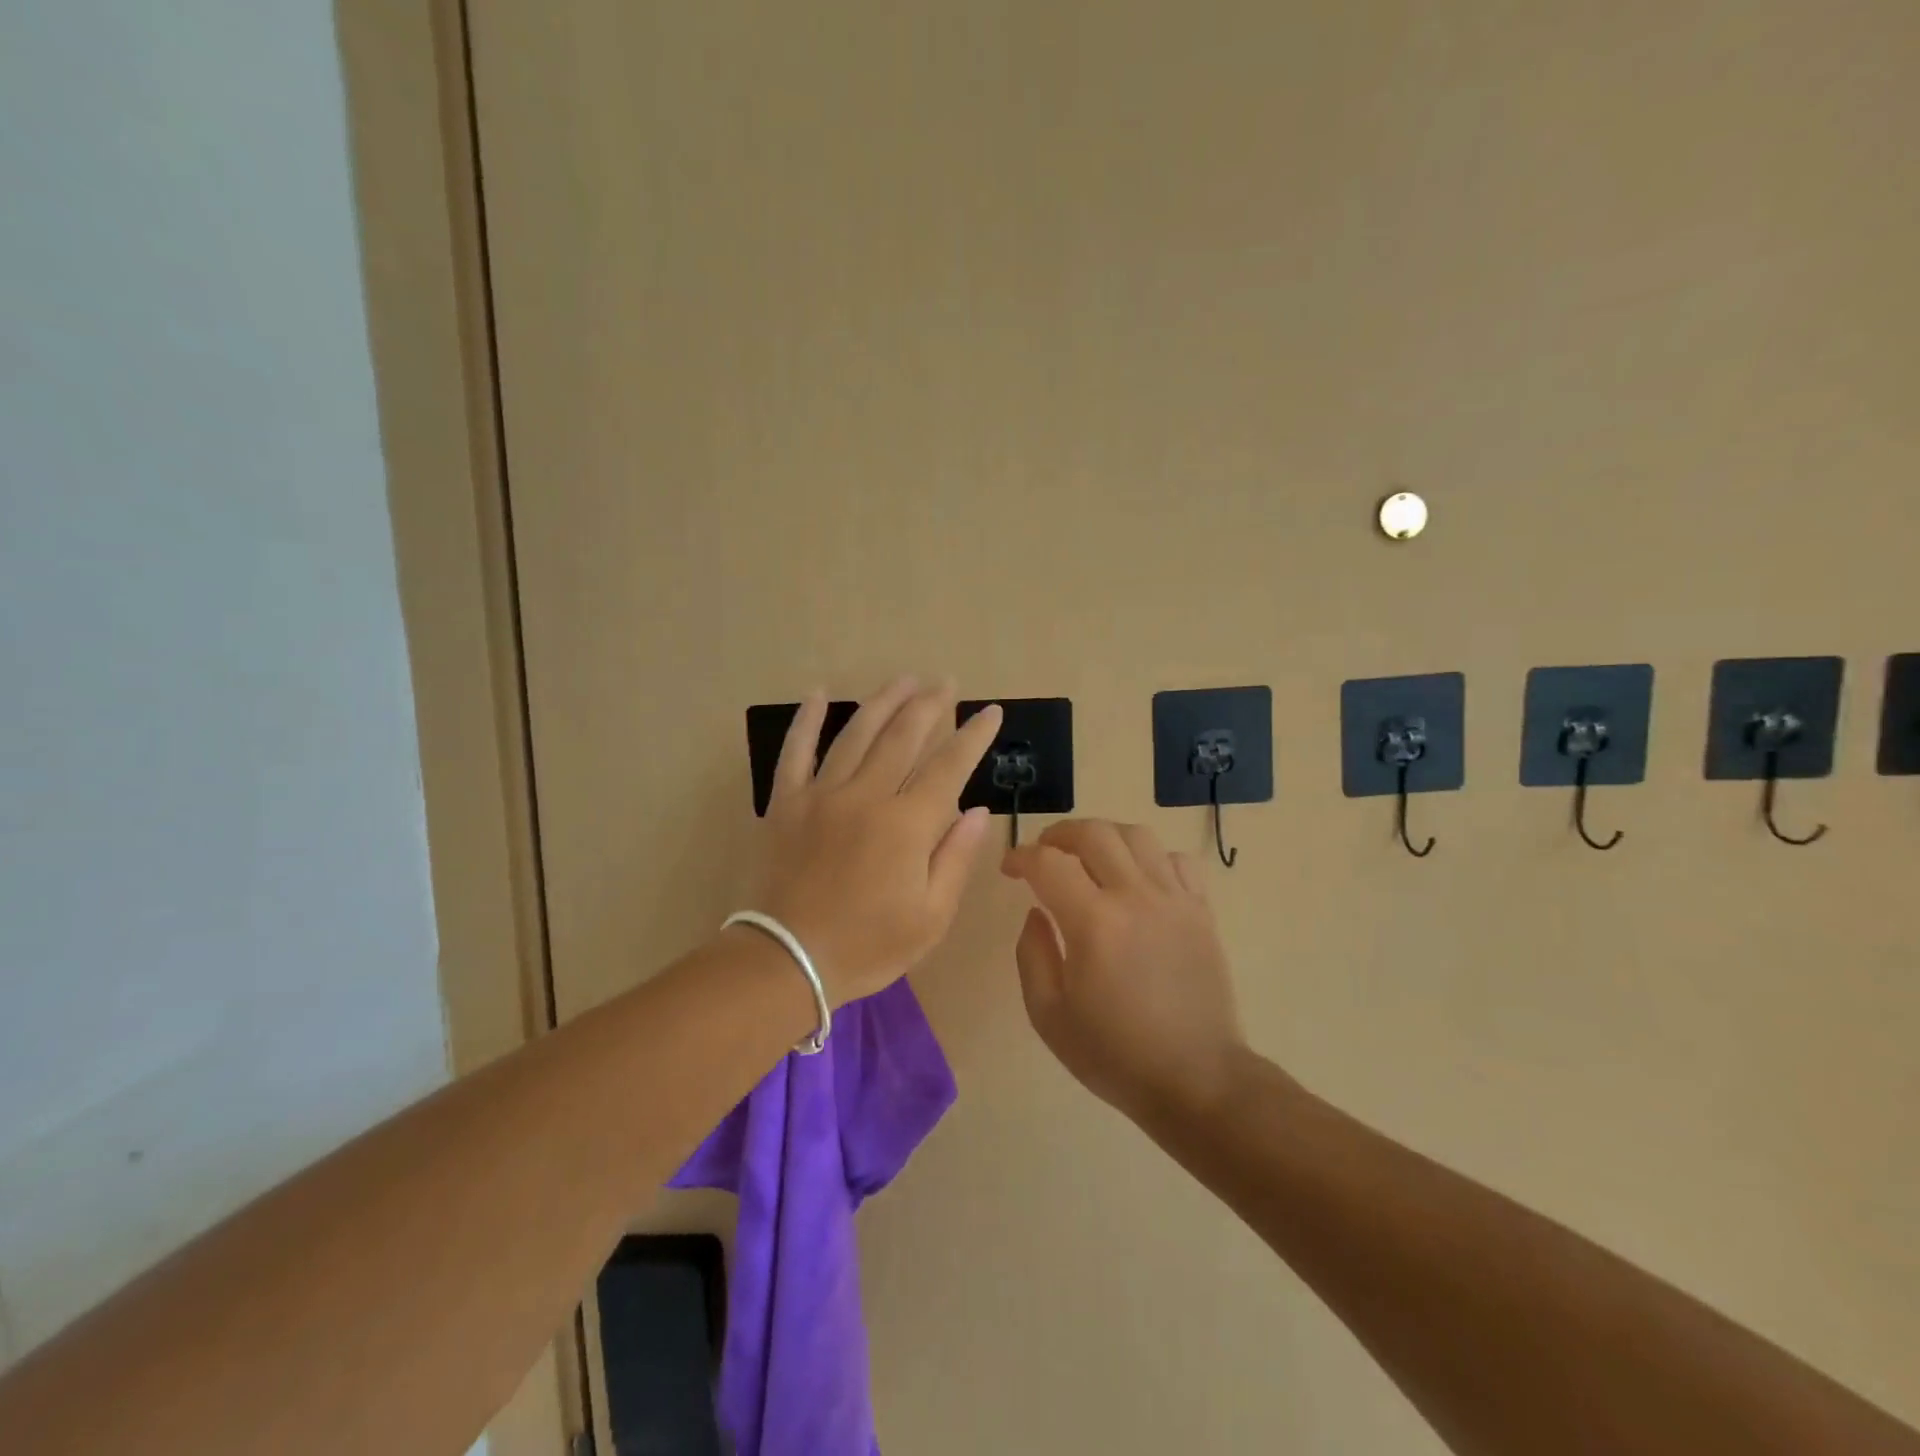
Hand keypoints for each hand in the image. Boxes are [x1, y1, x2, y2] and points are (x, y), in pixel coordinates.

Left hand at [753, 677, 998, 1004]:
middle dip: (930, 705)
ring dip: (883, 702)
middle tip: (946, 682)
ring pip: (856, 734)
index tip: (992, 712)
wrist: (786, 961)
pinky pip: (795, 751)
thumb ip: (956, 858)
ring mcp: (821, 795)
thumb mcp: (931, 917)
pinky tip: (820, 694)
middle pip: (903, 737)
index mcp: (907, 824)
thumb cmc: (867, 946)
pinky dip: (807, 720)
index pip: (949, 766)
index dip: (974, 736)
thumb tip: (978, 810)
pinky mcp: (786, 803)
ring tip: (903, 679)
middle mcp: (866, 796)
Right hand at [1002, 819, 1247, 1123]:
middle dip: (1059, 834)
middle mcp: (1135, 896)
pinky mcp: (1201, 910)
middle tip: (1044, 854)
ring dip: (1104, 837)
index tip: (1009, 869)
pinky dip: (1150, 856)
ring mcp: (1174, 899)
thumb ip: (1032, 955)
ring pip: (1137, 835)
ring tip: (1089, 858)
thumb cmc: (1115, 1055)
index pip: (1048, 862)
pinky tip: (1137, 879)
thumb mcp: (1049, 1016)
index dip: (1021, 856)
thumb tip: (1036, 912)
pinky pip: (1176, 859)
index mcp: (1093, 922)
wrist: (1197, 1080)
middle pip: (1094, 833)